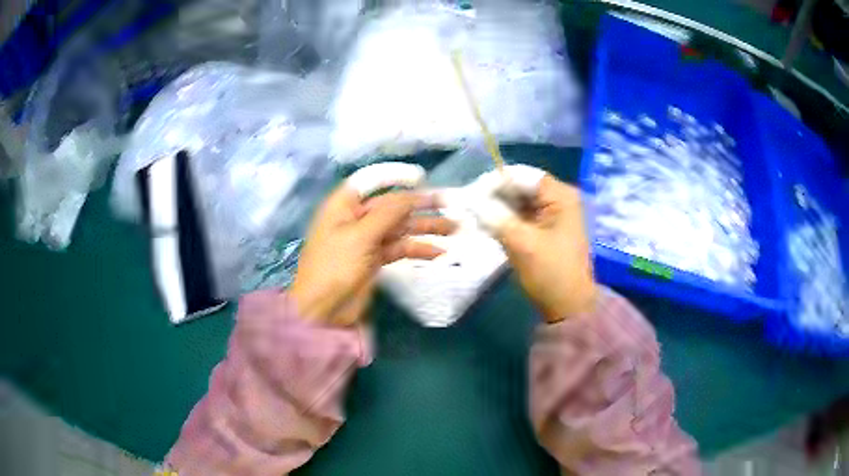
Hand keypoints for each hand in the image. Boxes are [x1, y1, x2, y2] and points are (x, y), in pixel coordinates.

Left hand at [290, 185, 455, 325]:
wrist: (323, 310)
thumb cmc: (334, 266)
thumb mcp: (359, 236)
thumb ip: (388, 214)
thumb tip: (412, 196)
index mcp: (344, 205)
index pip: (371, 180)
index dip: (395, 176)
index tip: (421, 178)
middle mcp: (356, 218)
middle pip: (391, 204)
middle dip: (419, 204)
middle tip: (449, 203)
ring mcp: (367, 240)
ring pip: (400, 227)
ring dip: (425, 227)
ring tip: (453, 228)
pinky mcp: (376, 259)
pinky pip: (400, 248)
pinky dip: (418, 249)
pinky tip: (438, 252)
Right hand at [476, 172, 596, 322]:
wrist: (568, 306)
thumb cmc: (550, 272)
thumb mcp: (521, 242)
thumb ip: (494, 216)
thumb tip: (468, 198)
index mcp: (561, 196)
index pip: (522, 175)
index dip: (495, 182)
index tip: (470, 194)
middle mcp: (559, 198)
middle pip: (521, 187)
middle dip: (495, 195)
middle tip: (468, 206)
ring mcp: (554, 214)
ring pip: (519, 201)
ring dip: (498, 207)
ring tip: (474, 215)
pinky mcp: (547, 229)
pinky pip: (522, 215)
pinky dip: (506, 219)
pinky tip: (488, 225)